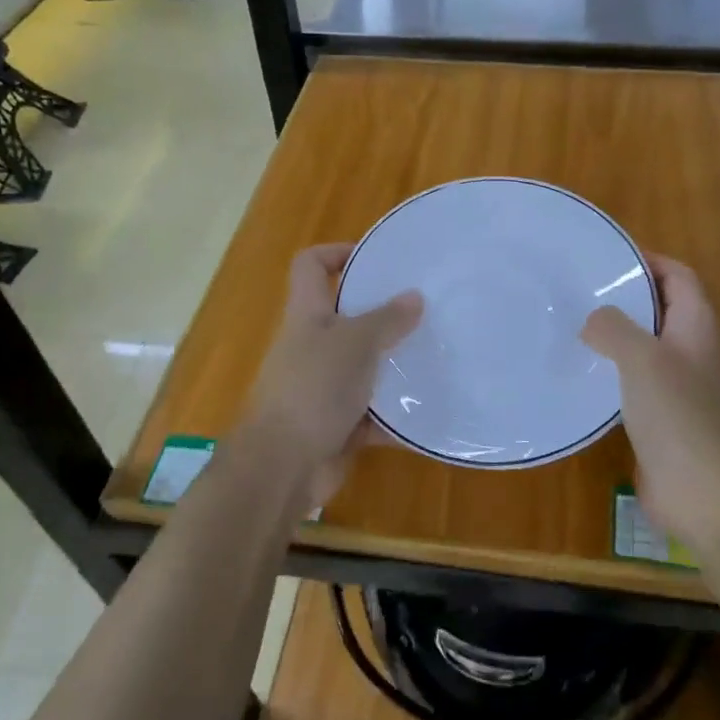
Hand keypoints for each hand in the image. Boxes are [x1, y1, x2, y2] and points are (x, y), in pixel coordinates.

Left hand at [239, 244, 422, 508]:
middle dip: (383, 312)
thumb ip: (386, 319)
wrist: (282, 467)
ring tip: (436, 355)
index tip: (376, 259)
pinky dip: (396, 415)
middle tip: (425, 308)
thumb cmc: (313, 389)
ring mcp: (323, 387)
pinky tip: (431, 411)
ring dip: (394, 364)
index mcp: (308, 315)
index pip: (311, 266)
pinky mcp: (338, 424)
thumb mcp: (355, 344)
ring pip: (364, 366)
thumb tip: (414, 297)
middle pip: (346, 316)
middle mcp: (313, 346)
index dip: (337, 252)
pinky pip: (373, 412)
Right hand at [582, 255, 719, 549]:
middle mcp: (692, 349)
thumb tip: (593, 320)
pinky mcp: (662, 412)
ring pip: (646, 342)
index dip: (649, 260)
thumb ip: (614, 327)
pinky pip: (635, 376)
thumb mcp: (641, 358)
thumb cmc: (676, 414)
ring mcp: (679, 383)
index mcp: (697, 326)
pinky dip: (612, 366)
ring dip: (616, 332)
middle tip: (582, 287)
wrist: (699, 491)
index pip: (679, 276)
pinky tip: (583, 370)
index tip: (608, 256)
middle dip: (627, 294)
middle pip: (661, 306)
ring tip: (574, 322)